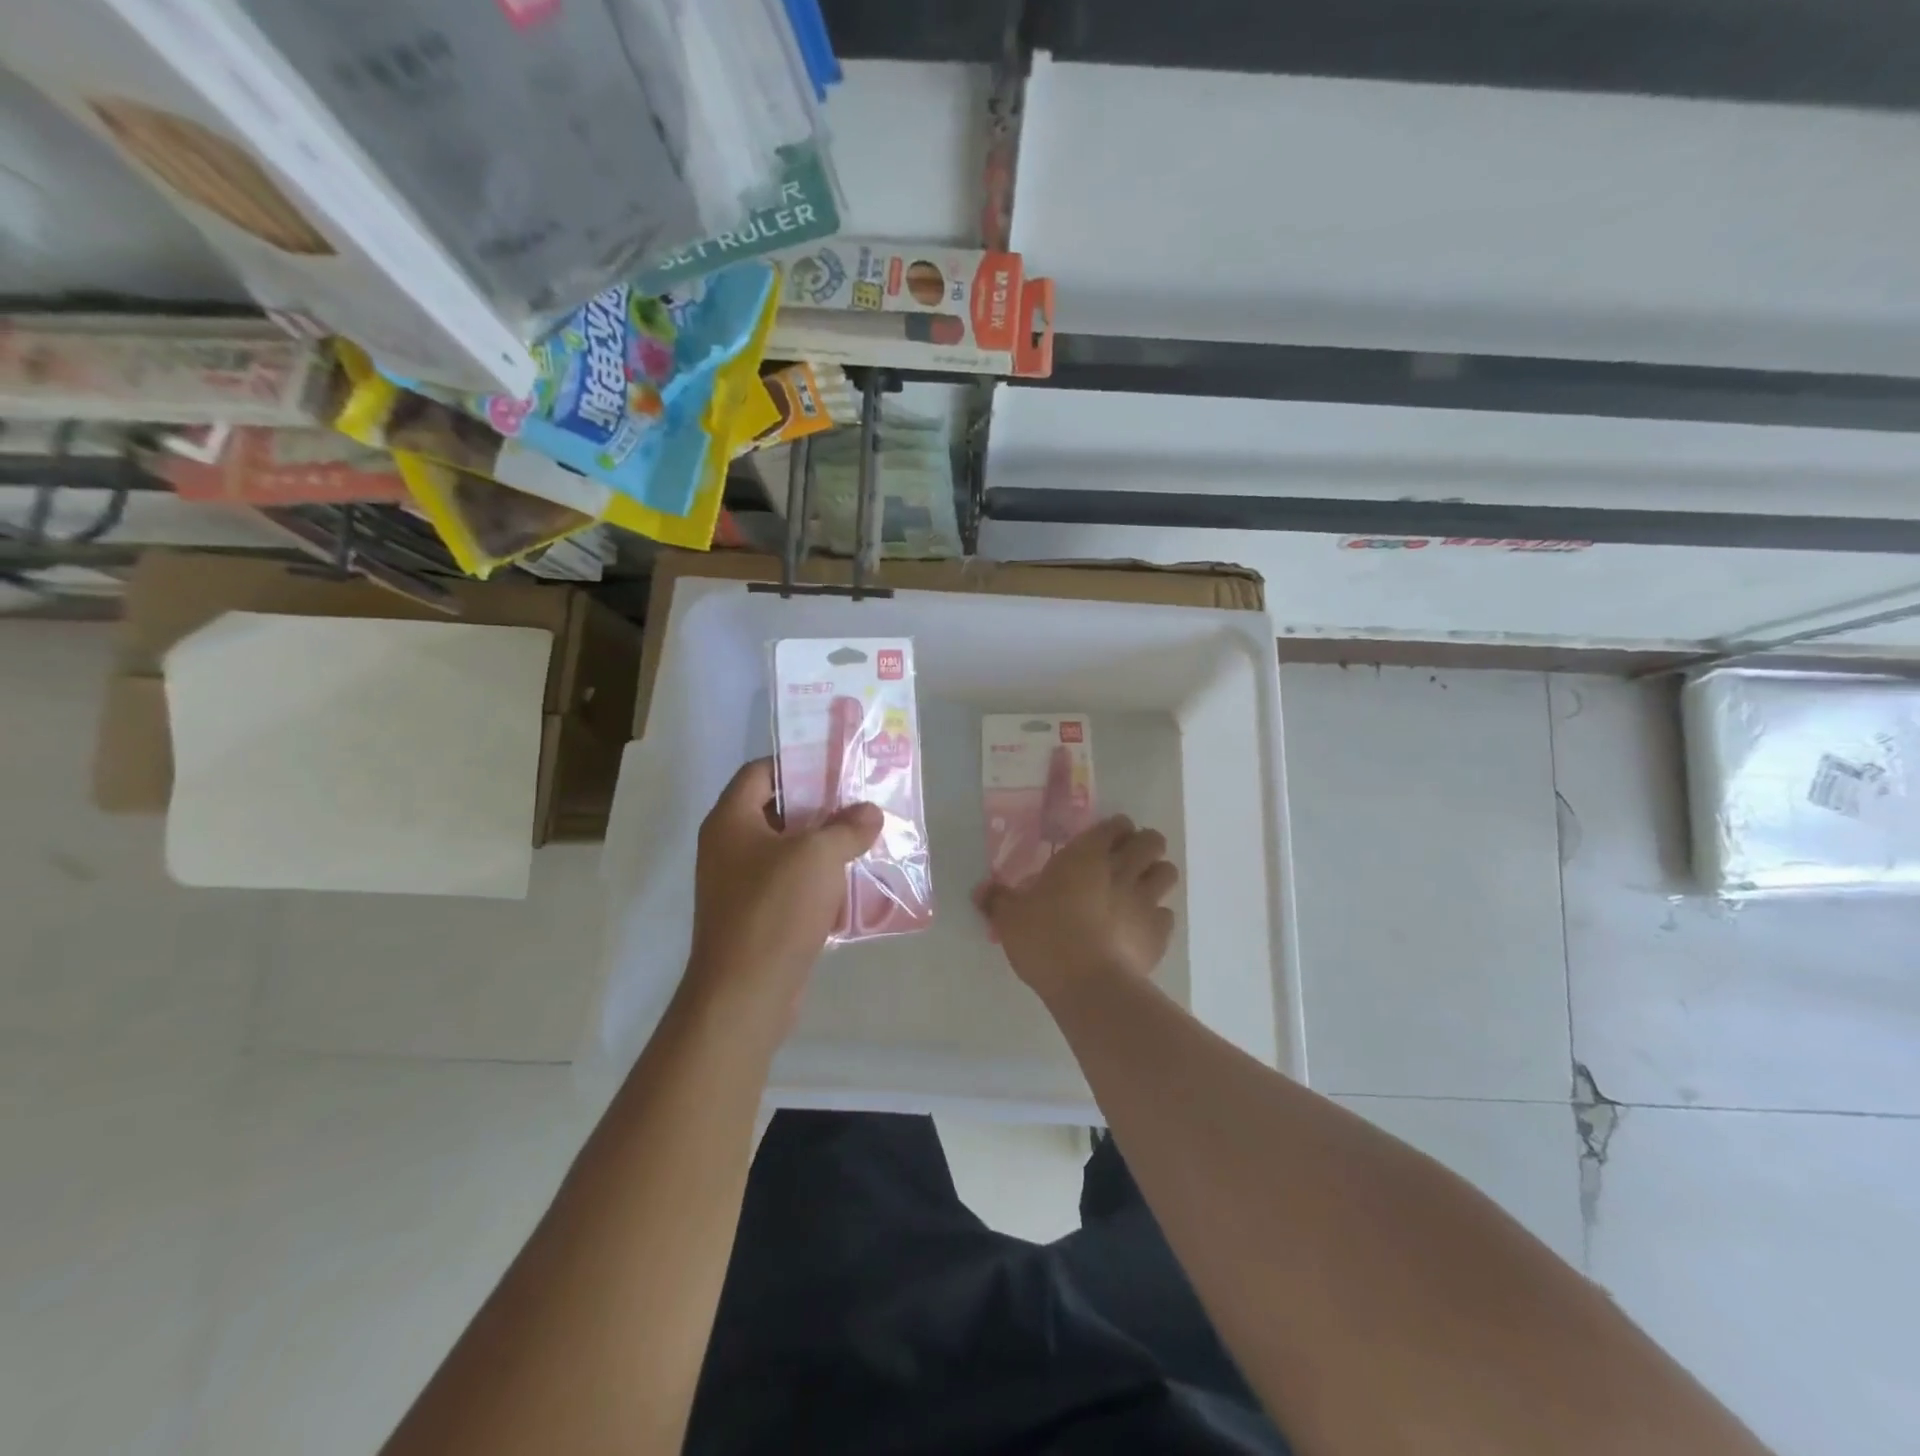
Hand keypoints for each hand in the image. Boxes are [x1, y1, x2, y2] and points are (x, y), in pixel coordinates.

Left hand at [685, 759, 882, 1017]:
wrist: (745, 993)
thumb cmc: (775, 910)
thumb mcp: (818, 856)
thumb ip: (847, 827)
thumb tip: (869, 812)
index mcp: (731, 821)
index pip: (760, 772)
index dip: (797, 763)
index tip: (836, 767)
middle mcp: (728, 847)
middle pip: (776, 810)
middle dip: (820, 806)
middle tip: (860, 802)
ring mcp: (739, 885)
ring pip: (787, 850)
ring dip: (824, 845)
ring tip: (865, 839)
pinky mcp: (756, 917)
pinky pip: (790, 885)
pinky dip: (818, 880)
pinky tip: (853, 883)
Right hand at [975, 815, 1178, 1005]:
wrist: (1088, 985)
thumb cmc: (1046, 938)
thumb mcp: (1010, 918)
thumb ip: (997, 899)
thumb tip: (980, 890)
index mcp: (1086, 855)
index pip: (1115, 824)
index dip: (1114, 829)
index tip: (1103, 840)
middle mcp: (1122, 870)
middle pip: (1152, 841)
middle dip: (1144, 845)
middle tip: (1125, 860)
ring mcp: (1146, 901)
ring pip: (1168, 872)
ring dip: (1156, 876)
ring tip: (1139, 890)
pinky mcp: (1159, 933)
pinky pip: (1167, 915)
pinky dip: (1157, 918)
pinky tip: (1139, 930)